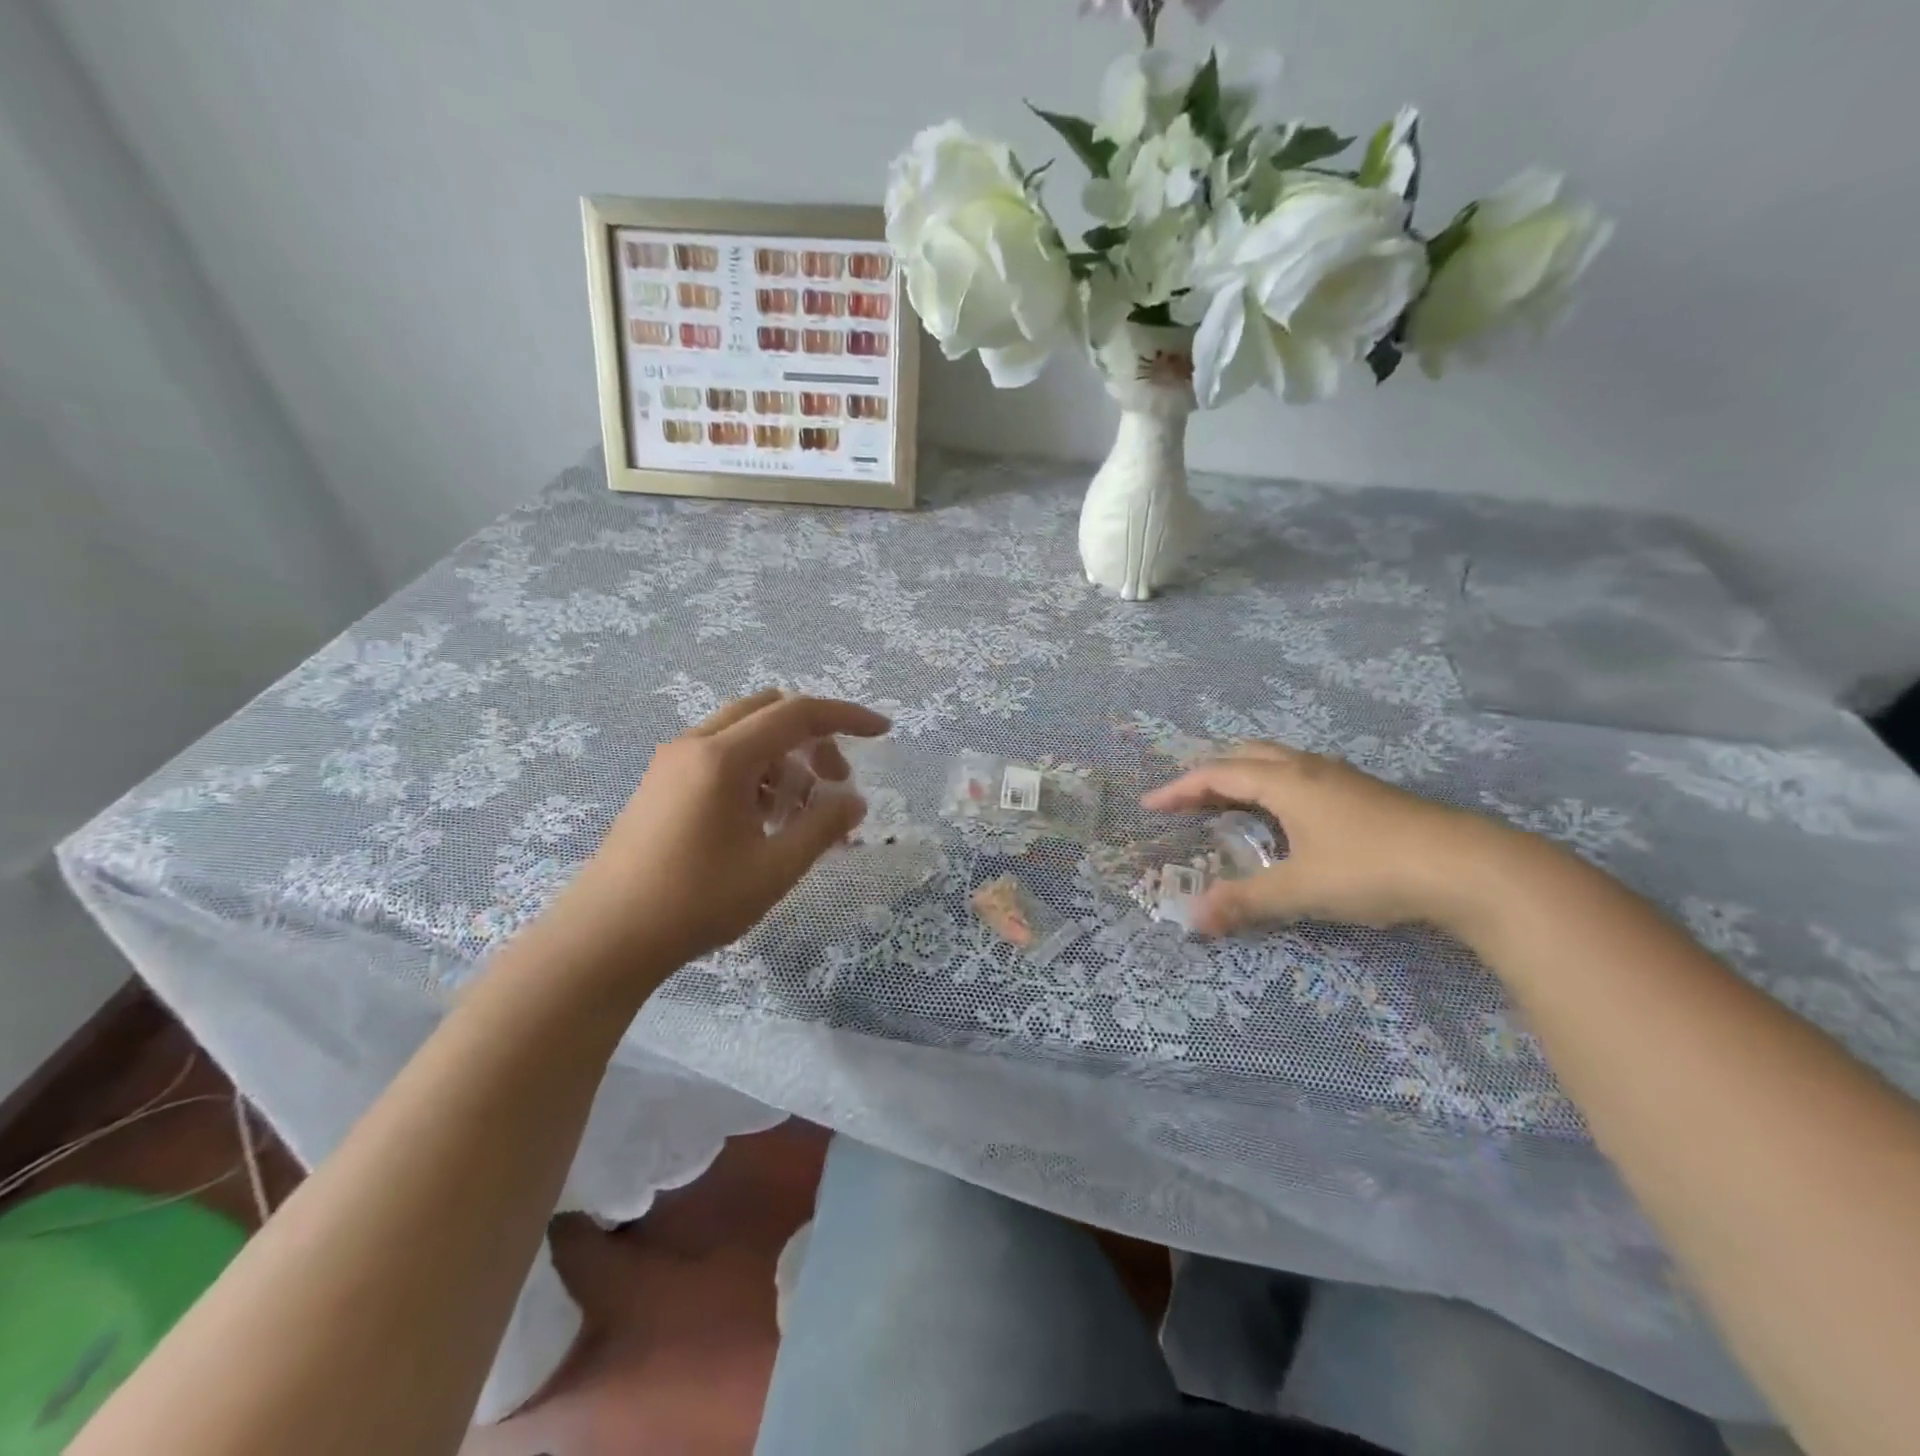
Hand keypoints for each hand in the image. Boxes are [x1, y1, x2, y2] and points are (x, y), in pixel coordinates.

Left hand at [541, 690, 888, 978]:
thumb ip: (823, 827)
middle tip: (836, 784)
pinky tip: (762, 823)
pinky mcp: (661, 785)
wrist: (603, 939)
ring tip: (799, 817)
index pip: (798, 713)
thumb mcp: (774, 867)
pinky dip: (755, 774)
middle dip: (813, 739)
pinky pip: (721, 758)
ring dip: (784, 761)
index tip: (883, 731)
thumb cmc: (695, 901)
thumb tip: (856, 802)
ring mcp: (672, 763)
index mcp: (723, 757)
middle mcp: (695, 745)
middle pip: (770, 713)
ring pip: (745, 736)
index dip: (846, 717)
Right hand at [1141, 741, 1517, 937]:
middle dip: (1209, 775)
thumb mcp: (1301, 888)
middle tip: (1186, 803)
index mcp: (1285, 781)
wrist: (1469, 867)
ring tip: (1227, 807)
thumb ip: (1245, 901)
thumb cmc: (1372, 868)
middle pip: (1245, 756)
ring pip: (1277, 764)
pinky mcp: (1364, 794)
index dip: (1179, 789)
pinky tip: (1284, 820)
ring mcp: (1340, 778)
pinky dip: (1272, 788)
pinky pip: (1300, 777)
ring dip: (1243, 778)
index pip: (1217, 774)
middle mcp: (1308, 768)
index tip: (1150, 805)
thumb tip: (1192, 919)